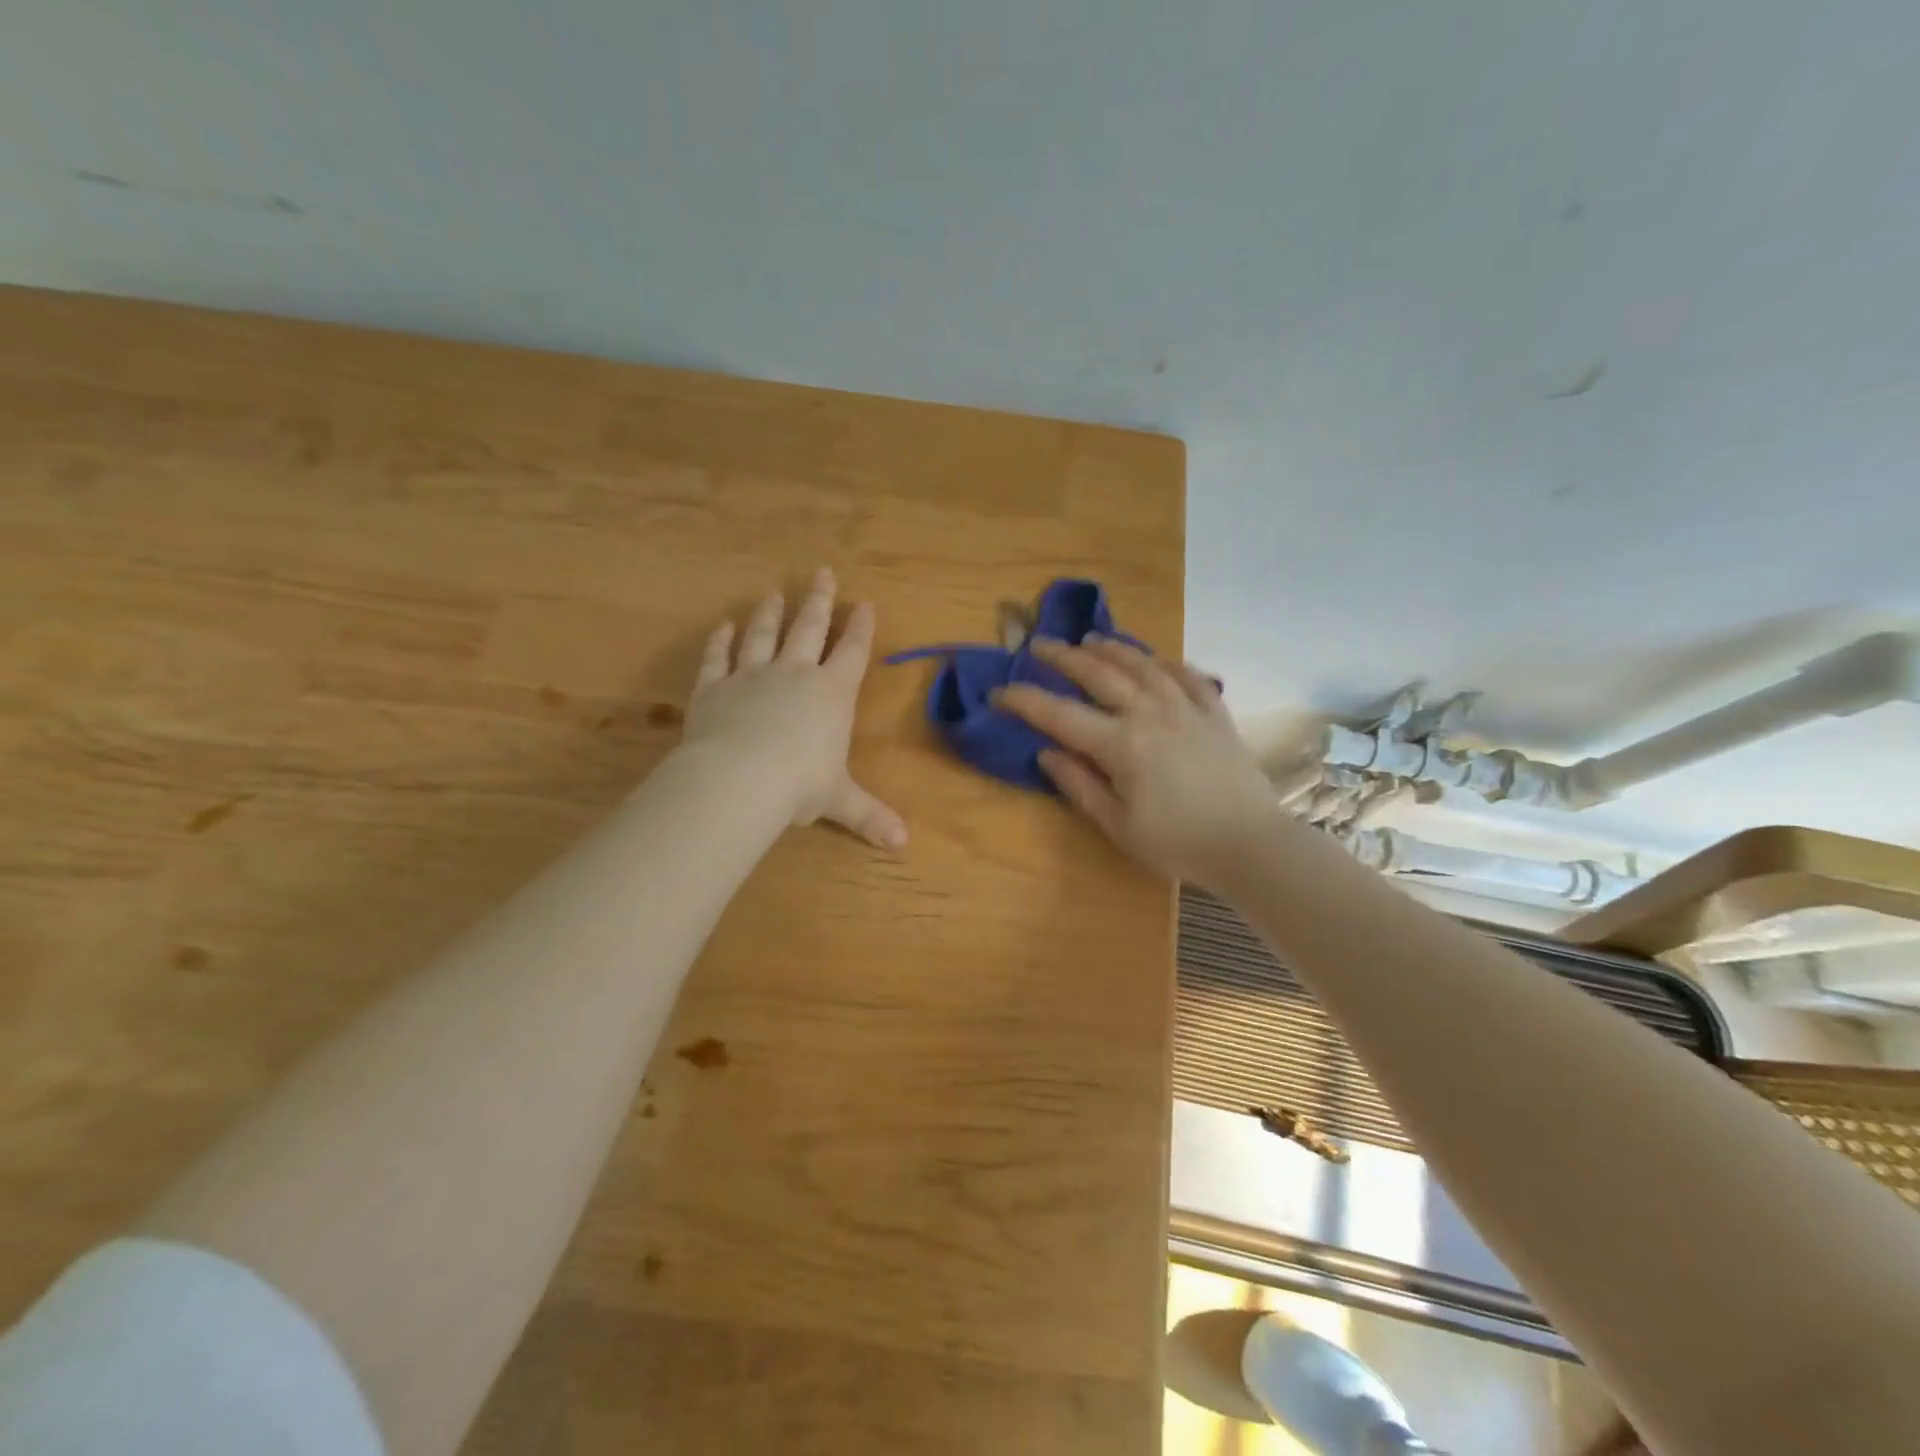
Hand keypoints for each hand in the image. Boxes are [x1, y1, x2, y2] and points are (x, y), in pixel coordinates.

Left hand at [682, 568, 906, 850]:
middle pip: (809, 628)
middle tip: (822, 572)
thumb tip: (904, 845)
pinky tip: (722, 626)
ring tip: (773, 592)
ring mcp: (751, 675)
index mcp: (832, 693)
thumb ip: (870, 816)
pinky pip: (717, 657)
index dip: (860, 627)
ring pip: (763, 634)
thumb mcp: (839, 801)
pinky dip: (720, 641)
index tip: (863, 602)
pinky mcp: (713, 687)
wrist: (738, 779)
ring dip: (769, 612)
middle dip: (818, 600)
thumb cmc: (799, 786)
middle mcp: (794, 674)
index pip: (852, 651)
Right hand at [994, 636, 1272, 886]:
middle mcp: (1150, 714)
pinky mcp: (1215, 713)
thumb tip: (1047, 753)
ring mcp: (1186, 708)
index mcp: (1121, 745)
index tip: (997, 692)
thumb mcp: (1118, 825)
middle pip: (1099, 674)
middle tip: (1039, 644)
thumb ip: (1080, 785)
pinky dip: (1168, 663)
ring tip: (1091, 639)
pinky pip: (1188, 676)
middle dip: (1063, 656)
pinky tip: (1156, 659)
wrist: (1250, 844)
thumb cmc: (1178, 842)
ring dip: (1112, 648)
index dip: (1024, 701)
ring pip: (1142, 665)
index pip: (1060, 715)